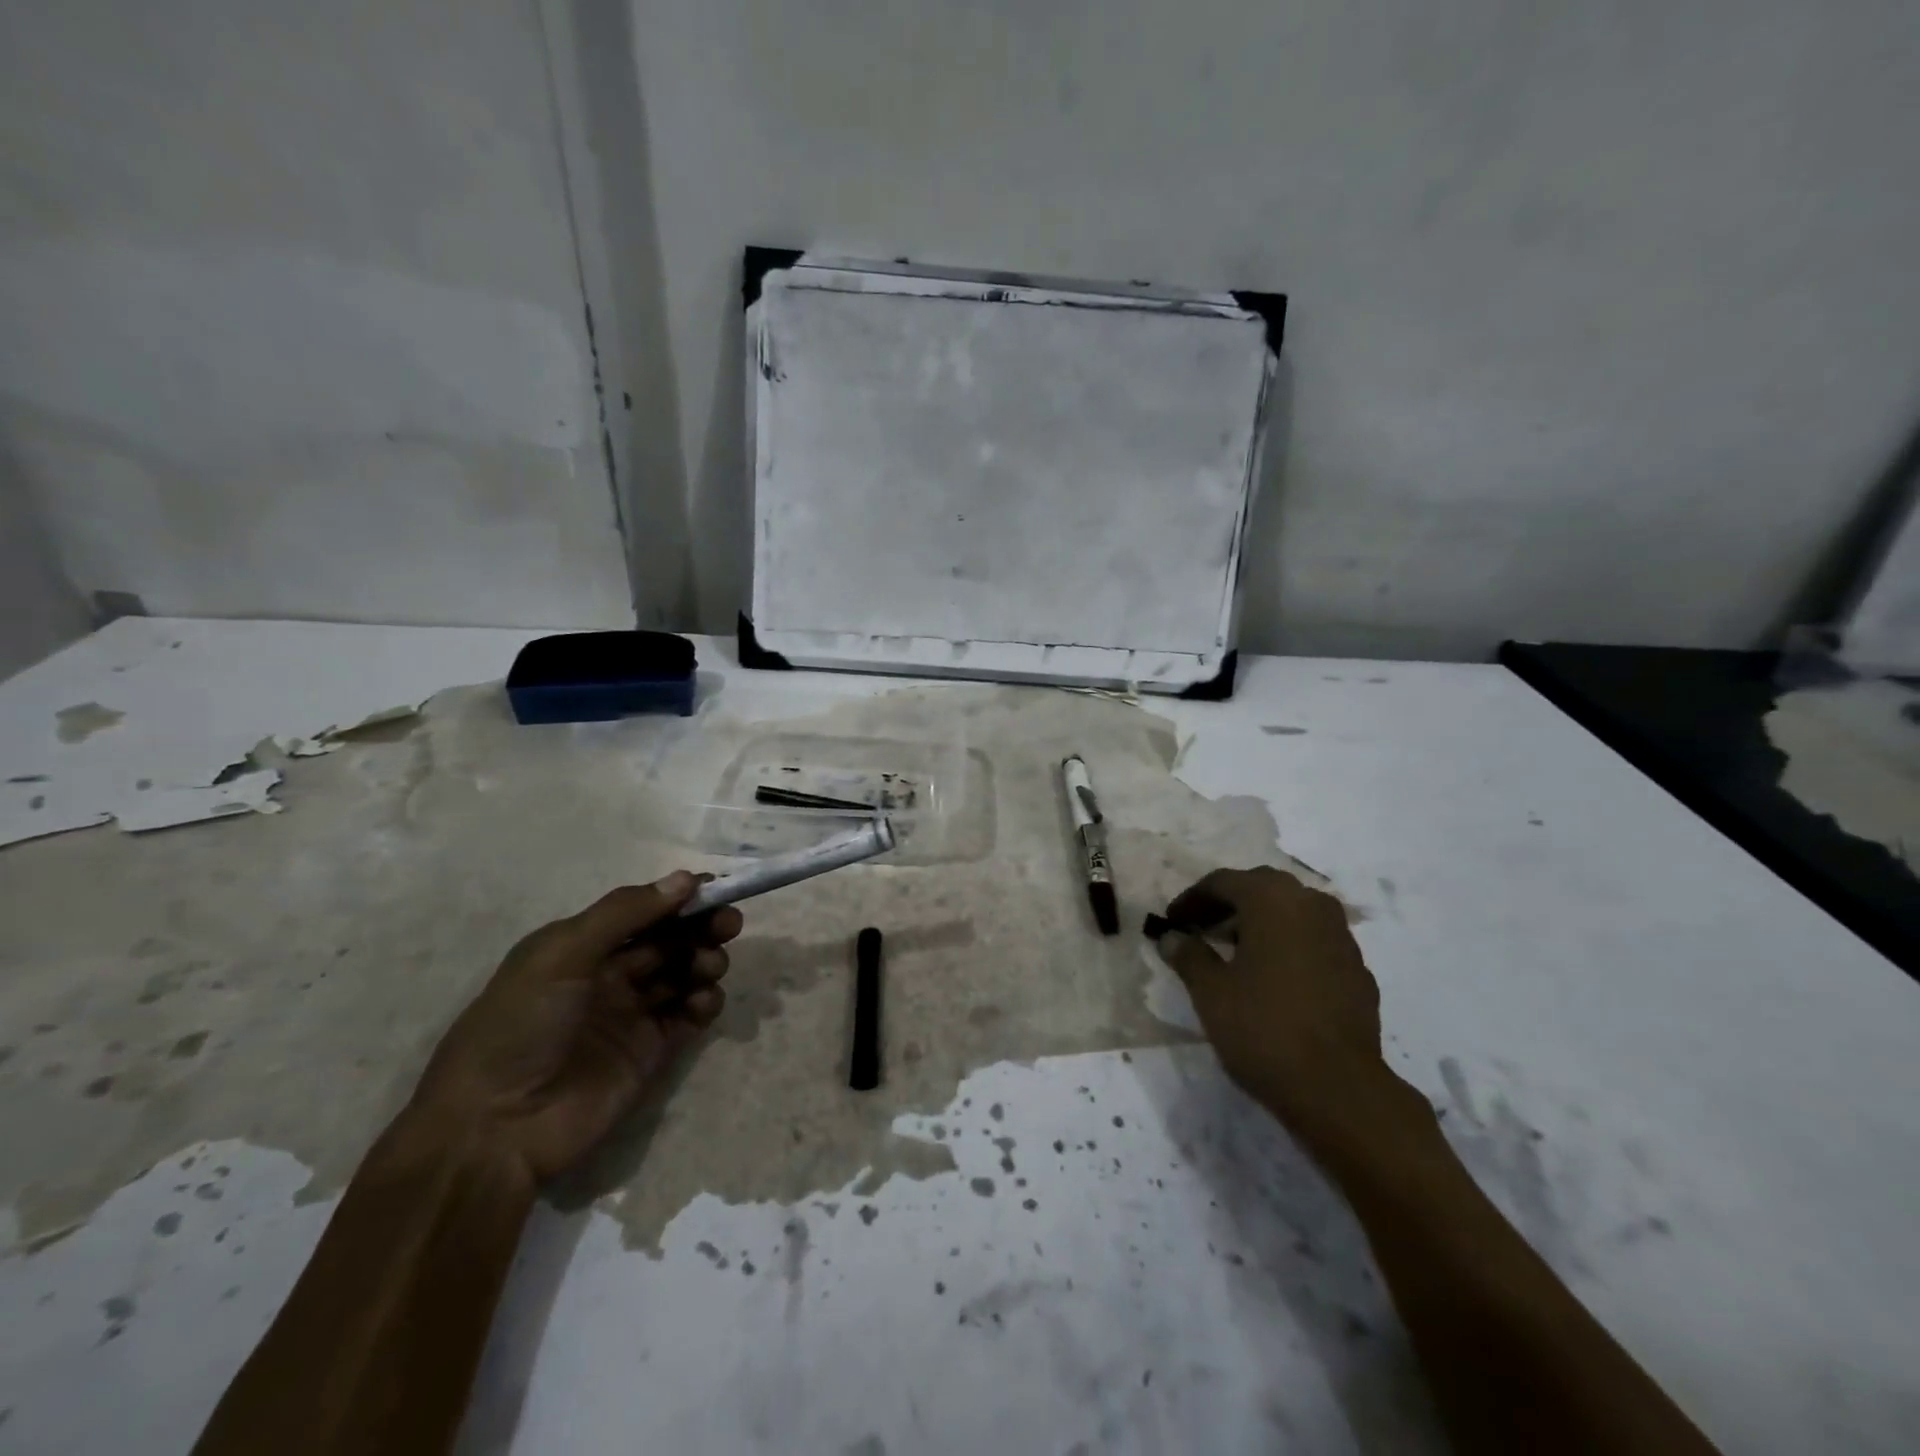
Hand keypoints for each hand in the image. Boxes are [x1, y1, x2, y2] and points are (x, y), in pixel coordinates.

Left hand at [406, 872, 740, 1182]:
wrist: (494, 1128)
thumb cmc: (520, 1026)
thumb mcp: (561, 954)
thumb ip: (624, 913)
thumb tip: (686, 879)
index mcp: (582, 946)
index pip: (643, 910)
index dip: (679, 898)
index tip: (716, 887)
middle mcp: (610, 974)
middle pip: (670, 939)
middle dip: (702, 926)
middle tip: (729, 924)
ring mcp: (632, 1014)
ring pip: (685, 973)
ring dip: (706, 960)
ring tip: (709, 966)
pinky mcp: (652, 1051)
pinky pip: (690, 1015)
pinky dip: (705, 1002)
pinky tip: (701, 1001)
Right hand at [1160, 866, 1401, 1148]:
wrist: (1338, 1089)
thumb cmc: (1263, 1028)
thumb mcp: (1210, 991)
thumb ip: (1188, 955)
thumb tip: (1172, 937)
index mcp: (1273, 900)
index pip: (1223, 882)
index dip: (1192, 899)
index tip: (1171, 921)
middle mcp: (1311, 905)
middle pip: (1261, 890)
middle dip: (1228, 905)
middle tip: (1201, 929)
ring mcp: (1341, 937)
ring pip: (1292, 914)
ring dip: (1260, 924)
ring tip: (1233, 953)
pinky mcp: (1357, 970)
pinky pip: (1313, 942)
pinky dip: (1288, 947)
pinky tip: (1272, 979)